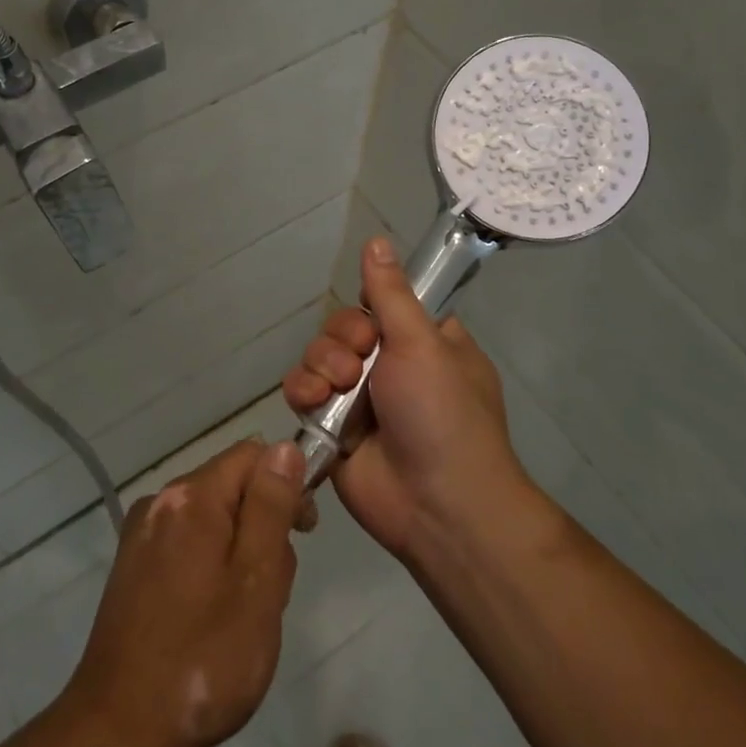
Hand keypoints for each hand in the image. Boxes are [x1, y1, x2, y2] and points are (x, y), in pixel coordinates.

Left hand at [61, 438, 304, 746]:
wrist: (118, 731)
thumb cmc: (202, 659)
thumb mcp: (256, 582)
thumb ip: (272, 508)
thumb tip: (285, 448)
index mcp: (191, 497)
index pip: (253, 455)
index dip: (287, 483)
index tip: (304, 533)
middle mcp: (160, 500)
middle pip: (232, 486)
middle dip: (262, 526)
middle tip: (271, 592)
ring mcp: (141, 534)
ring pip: (212, 519)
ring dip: (239, 553)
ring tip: (243, 616)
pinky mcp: (133, 565)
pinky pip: (187, 544)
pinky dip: (210, 568)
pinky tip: (211, 620)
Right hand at [283, 236, 530, 559]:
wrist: (438, 506)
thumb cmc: (443, 414)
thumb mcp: (422, 343)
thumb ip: (391, 293)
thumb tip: (377, 239)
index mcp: (424, 342)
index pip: (383, 304)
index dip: (370, 306)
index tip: (373, 316)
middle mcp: (392, 366)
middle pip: (344, 327)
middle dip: (343, 340)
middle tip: (359, 362)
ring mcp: (360, 399)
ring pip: (318, 356)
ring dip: (321, 366)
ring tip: (337, 390)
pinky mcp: (332, 427)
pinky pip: (303, 392)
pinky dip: (302, 392)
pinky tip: (315, 403)